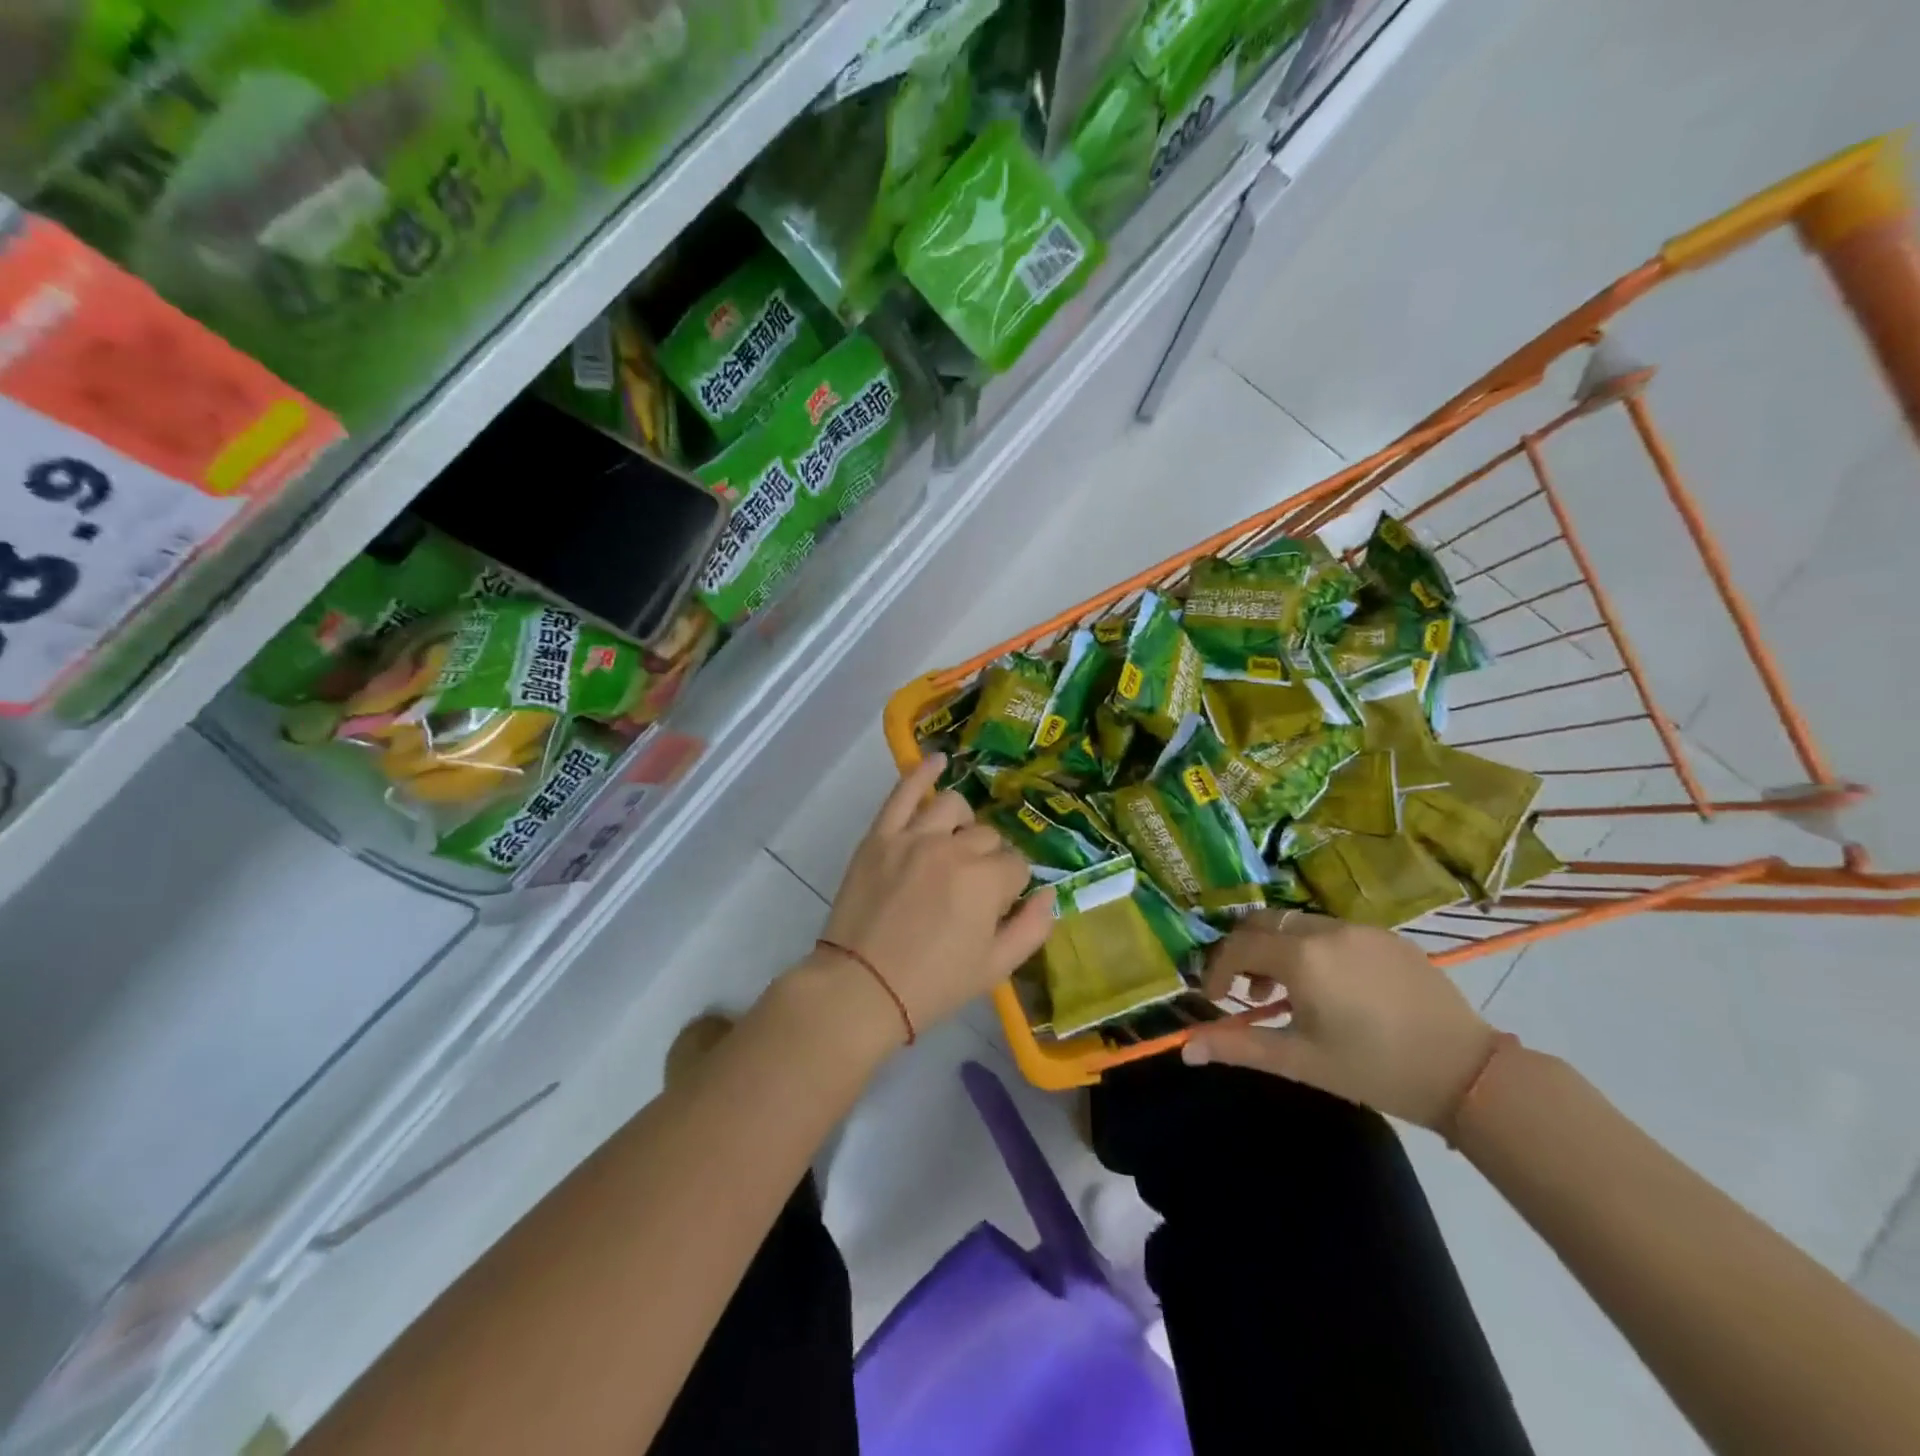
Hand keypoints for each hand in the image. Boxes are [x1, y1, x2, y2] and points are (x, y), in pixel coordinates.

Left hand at [816, 754, 1054, 1040]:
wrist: (860, 989)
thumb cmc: (932, 986)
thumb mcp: (995, 969)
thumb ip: (1032, 928)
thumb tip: (1049, 894)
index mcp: (987, 881)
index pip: (1016, 865)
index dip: (1010, 887)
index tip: (995, 907)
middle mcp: (954, 848)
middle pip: (988, 836)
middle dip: (989, 860)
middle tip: (971, 890)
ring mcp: (913, 837)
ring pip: (954, 807)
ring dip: (963, 823)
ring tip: (955, 844)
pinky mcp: (880, 836)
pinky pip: (902, 791)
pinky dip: (921, 772)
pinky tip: (936, 760)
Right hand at [1181, 909, 1498, 1127]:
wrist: (1467, 1072)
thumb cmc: (1374, 1069)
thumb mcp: (1300, 1060)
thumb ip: (1238, 1047)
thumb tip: (1185, 1050)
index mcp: (1301, 957)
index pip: (1237, 946)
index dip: (1217, 970)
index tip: (1216, 1000)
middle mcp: (1326, 930)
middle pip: (1263, 923)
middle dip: (1244, 951)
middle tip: (1249, 991)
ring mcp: (1360, 928)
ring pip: (1298, 924)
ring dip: (1279, 949)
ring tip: (1291, 993)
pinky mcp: (1388, 936)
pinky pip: (1333, 931)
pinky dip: (1314, 949)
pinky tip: (1334, 988)